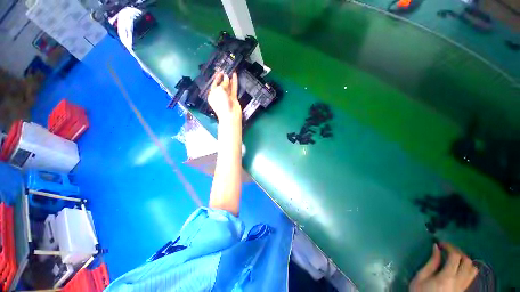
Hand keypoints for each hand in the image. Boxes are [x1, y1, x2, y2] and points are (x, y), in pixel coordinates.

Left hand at [208, 71, 240, 123]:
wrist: (230, 115)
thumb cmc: (221, 103)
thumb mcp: (219, 91)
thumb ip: (223, 84)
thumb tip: (226, 78)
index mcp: (212, 95)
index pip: (214, 85)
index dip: (216, 78)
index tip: (219, 72)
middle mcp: (219, 96)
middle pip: (221, 85)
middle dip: (223, 79)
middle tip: (226, 71)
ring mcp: (227, 97)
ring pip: (228, 87)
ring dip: (229, 80)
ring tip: (231, 72)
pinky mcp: (233, 99)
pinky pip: (234, 89)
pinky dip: (234, 82)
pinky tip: (235, 75)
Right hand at [410, 243, 477, 291]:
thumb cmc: (420, 291)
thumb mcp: (421, 277)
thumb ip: (431, 263)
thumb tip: (436, 247)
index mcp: (447, 277)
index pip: (455, 257)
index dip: (449, 247)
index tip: (441, 243)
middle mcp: (459, 281)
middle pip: (467, 261)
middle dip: (458, 251)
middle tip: (447, 249)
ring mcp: (463, 286)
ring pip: (473, 269)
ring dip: (465, 260)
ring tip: (454, 257)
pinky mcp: (463, 289)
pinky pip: (471, 276)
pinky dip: (468, 268)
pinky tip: (459, 267)